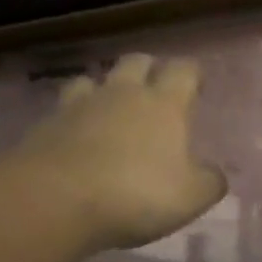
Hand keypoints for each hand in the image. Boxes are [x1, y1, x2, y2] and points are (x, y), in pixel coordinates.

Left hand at [9, 53, 227, 250]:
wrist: (56, 199)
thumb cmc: (135, 194)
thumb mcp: (189, 198)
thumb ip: (209, 182)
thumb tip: (215, 174)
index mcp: (163, 104)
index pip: (184, 70)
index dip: (192, 74)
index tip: (196, 86)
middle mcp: (122, 93)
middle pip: (136, 61)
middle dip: (147, 69)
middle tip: (153, 90)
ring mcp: (80, 104)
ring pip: (93, 79)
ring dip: (103, 88)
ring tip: (107, 108)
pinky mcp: (46, 124)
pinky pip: (63, 109)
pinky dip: (72, 117)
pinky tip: (74, 136)